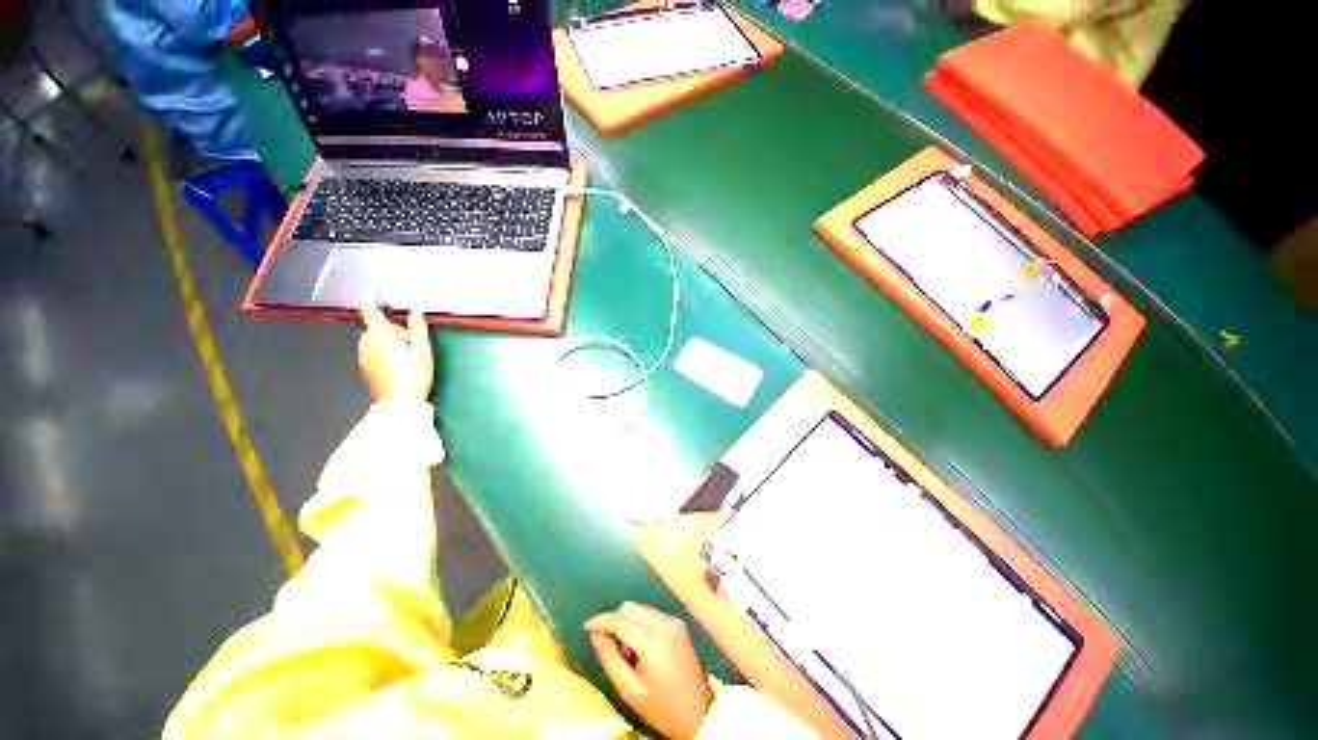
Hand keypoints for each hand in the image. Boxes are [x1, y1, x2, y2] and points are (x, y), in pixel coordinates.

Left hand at [357, 305, 433, 401]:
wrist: (399, 403)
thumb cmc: (413, 375)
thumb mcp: (422, 350)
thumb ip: (418, 328)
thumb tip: (415, 311)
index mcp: (380, 335)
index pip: (369, 310)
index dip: (376, 303)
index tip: (387, 302)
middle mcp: (367, 342)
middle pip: (374, 325)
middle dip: (390, 327)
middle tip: (410, 339)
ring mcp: (363, 355)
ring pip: (372, 338)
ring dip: (386, 339)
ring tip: (404, 352)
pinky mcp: (365, 366)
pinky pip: (371, 350)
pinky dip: (381, 350)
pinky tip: (397, 362)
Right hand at [585, 602, 713, 739]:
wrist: (699, 713)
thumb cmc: (662, 707)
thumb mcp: (630, 690)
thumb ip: (610, 659)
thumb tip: (595, 636)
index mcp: (652, 640)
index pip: (620, 619)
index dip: (601, 620)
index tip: (586, 627)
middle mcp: (664, 623)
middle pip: (630, 608)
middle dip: (614, 621)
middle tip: (608, 645)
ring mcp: (673, 621)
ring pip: (641, 609)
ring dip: (627, 622)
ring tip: (625, 651)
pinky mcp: (678, 624)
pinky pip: (652, 615)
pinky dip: (640, 624)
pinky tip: (639, 648)